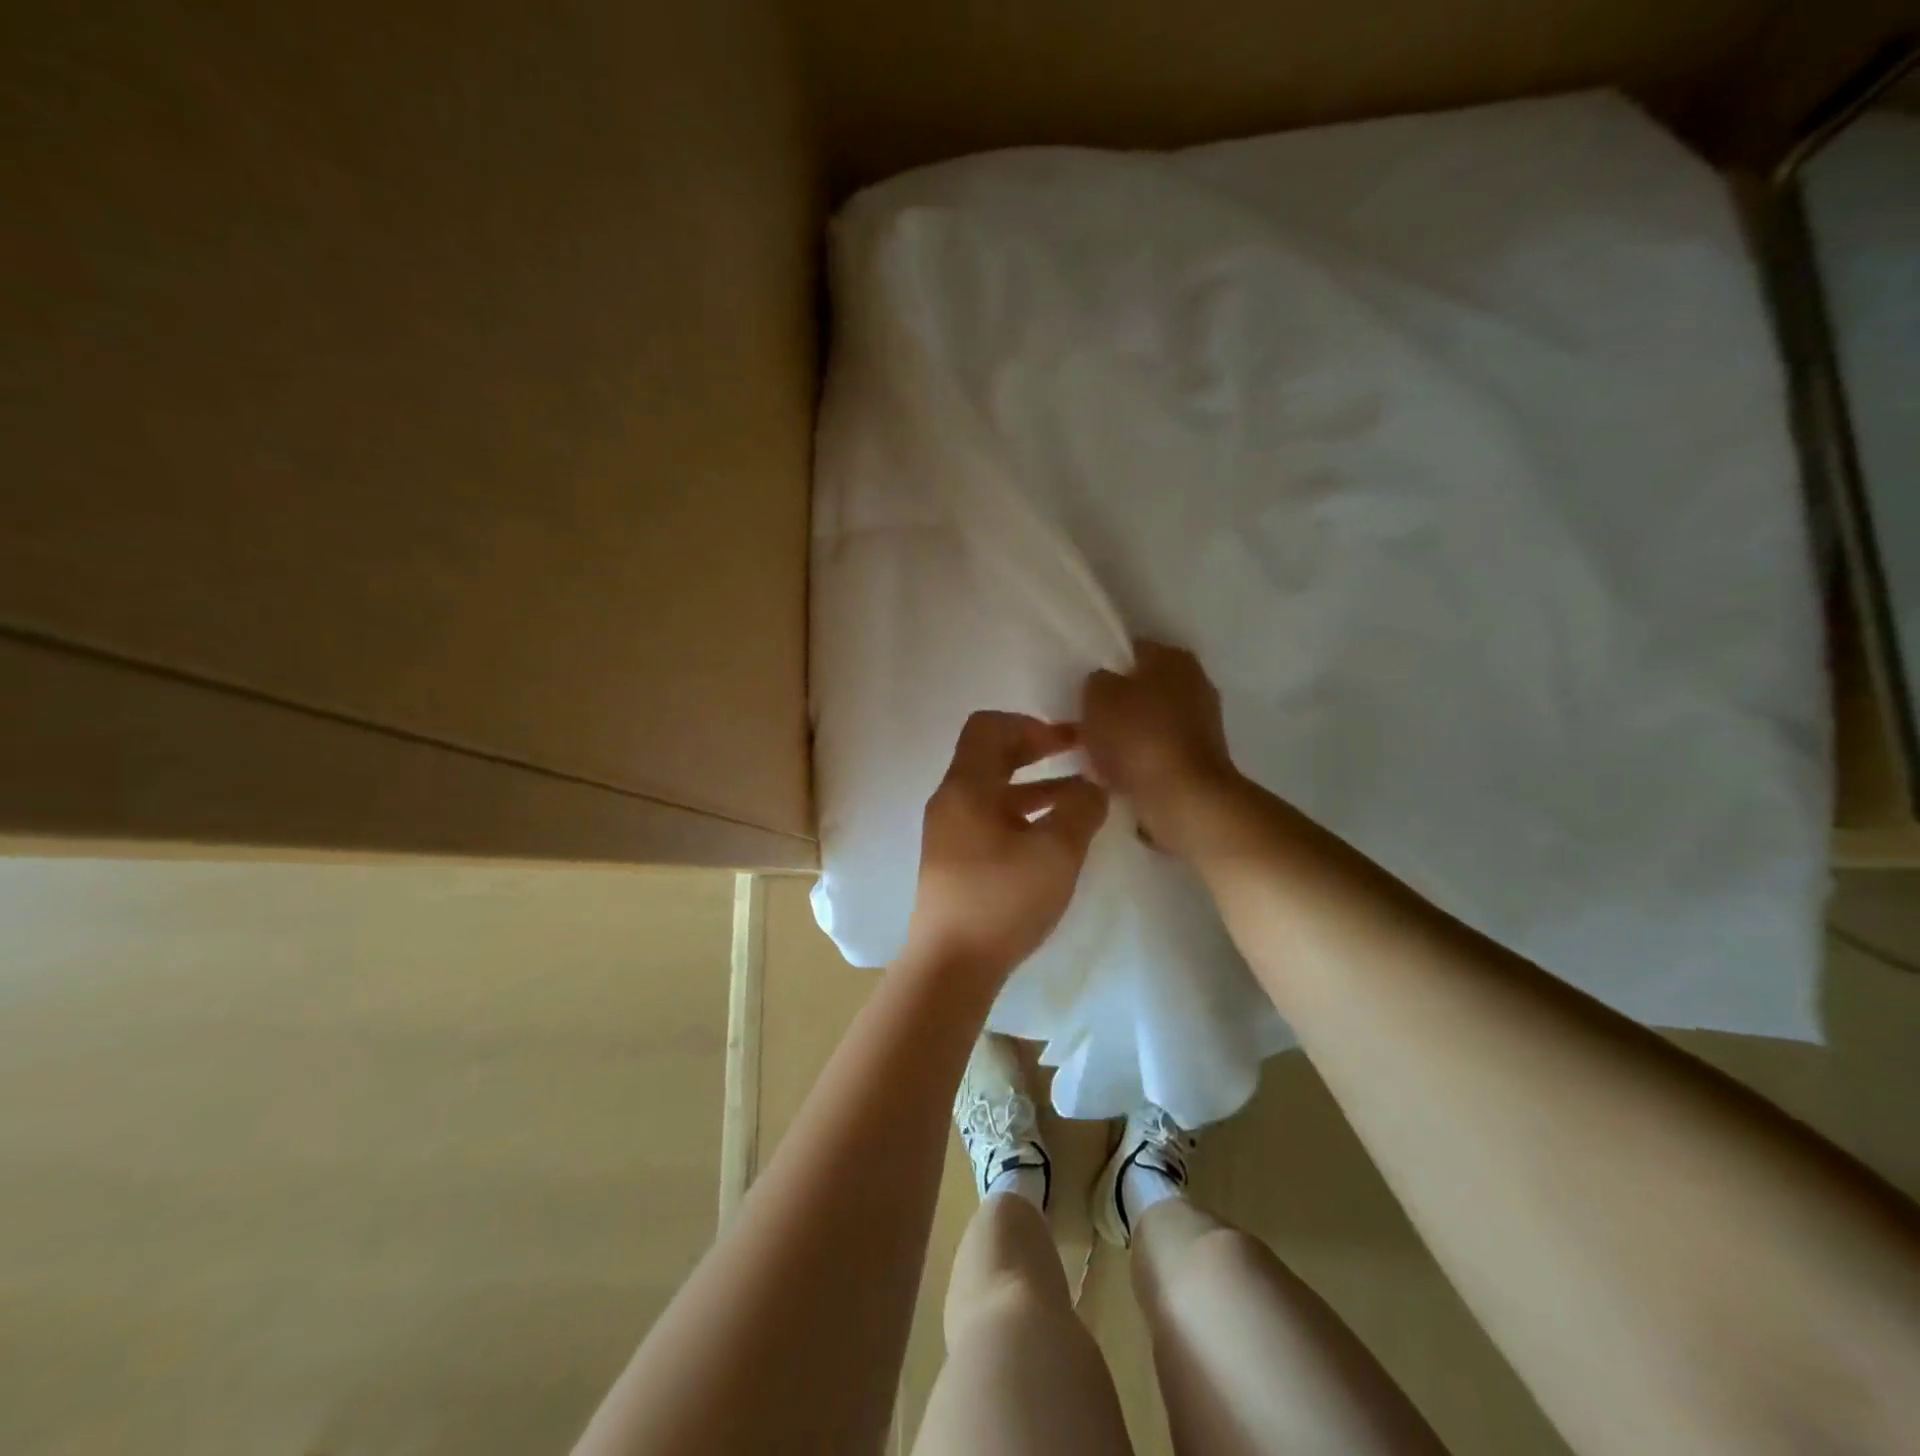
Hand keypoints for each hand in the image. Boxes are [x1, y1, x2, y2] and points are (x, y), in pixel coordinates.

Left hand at [905, 711, 1108, 978]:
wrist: (950, 966)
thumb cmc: (1002, 900)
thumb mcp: (1056, 852)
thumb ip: (1081, 809)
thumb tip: (1092, 787)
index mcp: (966, 786)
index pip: (989, 726)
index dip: (1031, 725)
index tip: (1067, 742)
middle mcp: (951, 800)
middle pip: (990, 755)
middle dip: (1036, 750)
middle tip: (1078, 756)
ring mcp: (949, 831)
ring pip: (993, 789)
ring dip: (1035, 785)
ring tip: (1079, 796)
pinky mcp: (954, 859)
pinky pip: (990, 818)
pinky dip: (1022, 813)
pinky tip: (1054, 834)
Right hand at [1082, 641, 1241, 854]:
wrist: (1183, 798)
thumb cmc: (1138, 737)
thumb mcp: (1098, 697)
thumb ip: (1096, 681)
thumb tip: (1103, 684)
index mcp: (1172, 657)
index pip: (1129, 650)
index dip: (1102, 667)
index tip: (1080, 689)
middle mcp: (1195, 681)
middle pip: (1141, 687)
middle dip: (1114, 704)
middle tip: (1083, 722)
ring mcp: (1202, 721)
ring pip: (1148, 720)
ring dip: (1124, 735)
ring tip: (1093, 753)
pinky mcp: (1200, 757)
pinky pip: (1158, 750)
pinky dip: (1139, 759)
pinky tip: (1116, 774)